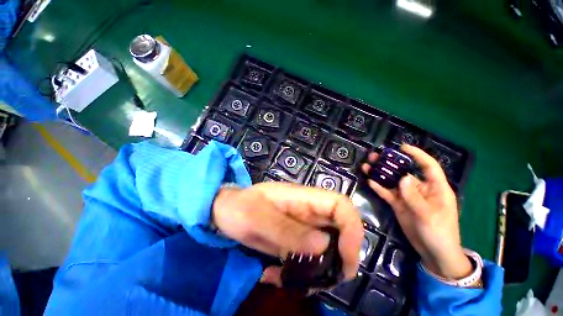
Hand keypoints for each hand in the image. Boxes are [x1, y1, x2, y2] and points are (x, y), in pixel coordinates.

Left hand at [212, 182, 363, 285]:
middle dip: (341, 257)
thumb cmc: (239, 208)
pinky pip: (310, 257)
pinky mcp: (295, 239)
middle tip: (325, 280)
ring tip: (296, 281)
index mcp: (303, 198)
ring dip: (321, 269)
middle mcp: (308, 211)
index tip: (344, 259)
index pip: (341, 205)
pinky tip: (279, 276)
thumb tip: (323, 245)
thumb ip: (287, 230)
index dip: (352, 229)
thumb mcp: (258, 218)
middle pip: (341, 229)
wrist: (225, 212)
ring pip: (329, 247)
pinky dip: (302, 272)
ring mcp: (302, 226)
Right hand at [361, 144, 471, 279]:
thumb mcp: (429, 215)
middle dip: (390, 163)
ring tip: (366, 166)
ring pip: (392, 181)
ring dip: (380, 174)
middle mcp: (420, 189)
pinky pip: (387, 193)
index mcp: (435, 188)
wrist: (433, 253)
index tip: (402, 147)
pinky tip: (369, 181)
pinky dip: (378, 187)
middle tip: (374, 156)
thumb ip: (415, 196)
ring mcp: (407, 197)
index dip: (417, 155)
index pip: (428, 166)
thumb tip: (403, 177)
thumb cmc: (439, 233)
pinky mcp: (398, 205)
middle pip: (404, 171)